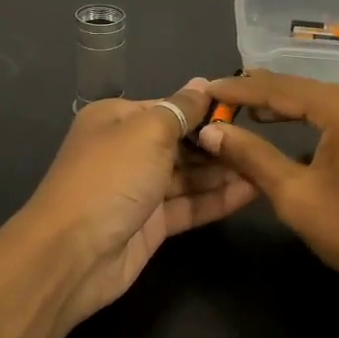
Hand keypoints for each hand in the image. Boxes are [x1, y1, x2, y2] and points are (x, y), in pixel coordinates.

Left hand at [20, 79, 258, 329]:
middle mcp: (127, 150)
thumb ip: (182, 108)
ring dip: (224, 171)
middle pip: (181, 141)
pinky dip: (218, 198)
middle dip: (218, 141)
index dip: (206, 109)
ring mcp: (139, 190)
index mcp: (117, 119)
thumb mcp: (148, 131)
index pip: (170, 107)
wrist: (73, 254)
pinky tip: (253, 190)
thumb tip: (204, 83)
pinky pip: (190, 205)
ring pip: (189, 175)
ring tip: (266, 164)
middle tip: (263, 141)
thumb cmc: (111, 177)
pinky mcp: (152, 225)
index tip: (247, 111)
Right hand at [196, 71, 338, 312]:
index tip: (208, 88)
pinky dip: (319, 119)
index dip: (242, 89)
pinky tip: (298, 127)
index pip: (284, 88)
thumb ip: (252, 157)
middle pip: (308, 90)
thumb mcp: (296, 197)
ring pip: (329, 101)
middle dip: (265, 96)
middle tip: (224, 100)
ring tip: (251, 111)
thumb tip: (211, 131)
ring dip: (292, 107)